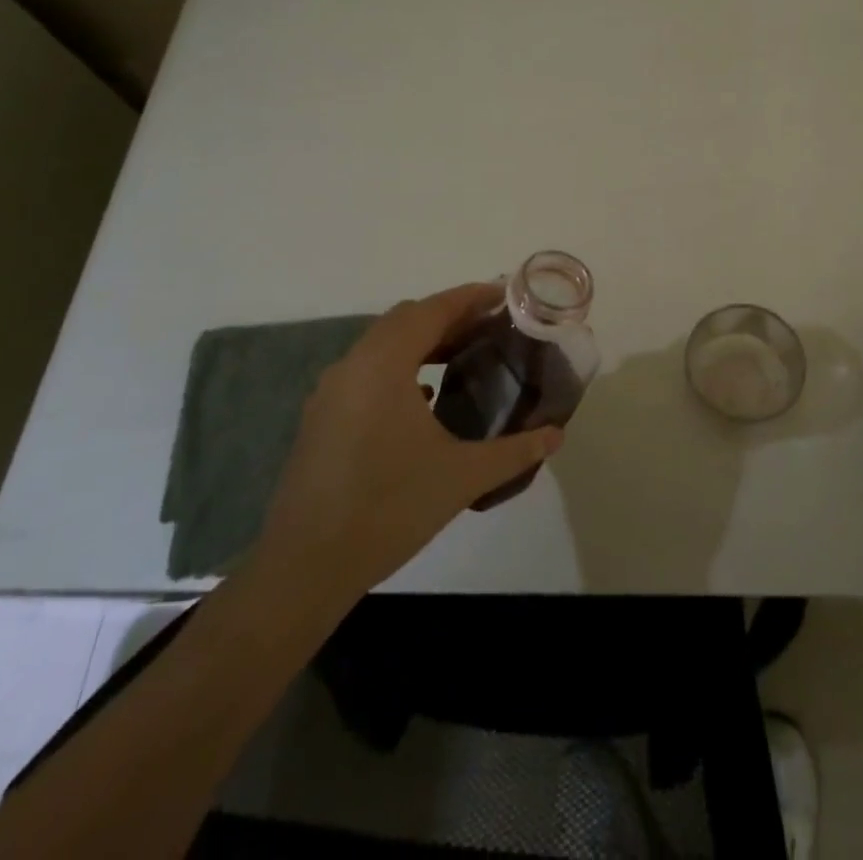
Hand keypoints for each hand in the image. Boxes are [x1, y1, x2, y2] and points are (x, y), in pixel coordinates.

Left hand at [251, 283, 563, 608]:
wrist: (305, 568)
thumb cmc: (388, 509)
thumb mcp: (462, 477)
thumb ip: (514, 451)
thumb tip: (557, 435)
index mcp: (384, 365)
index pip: (431, 310)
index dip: (470, 297)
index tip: (504, 294)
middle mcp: (353, 366)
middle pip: (405, 320)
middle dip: (449, 316)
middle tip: (491, 326)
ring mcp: (331, 392)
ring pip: (382, 345)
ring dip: (423, 341)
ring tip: (465, 354)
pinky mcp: (322, 418)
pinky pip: (367, 371)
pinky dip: (400, 368)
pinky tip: (426, 396)